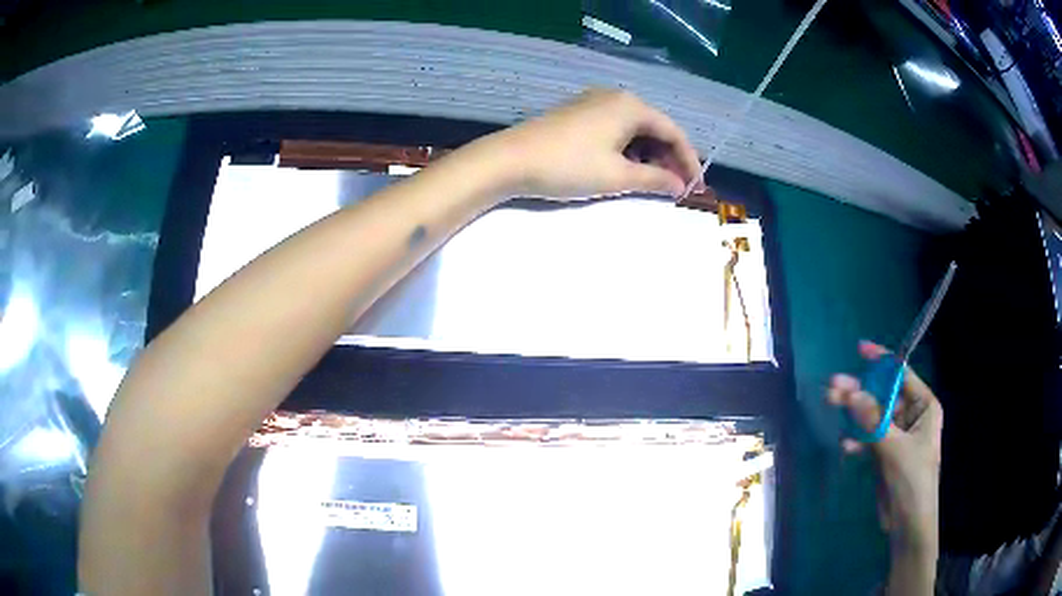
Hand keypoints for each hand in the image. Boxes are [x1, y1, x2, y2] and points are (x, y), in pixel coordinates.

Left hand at [484, 89, 702, 199]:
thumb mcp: (617, 176)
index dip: (688, 161)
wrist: (509, 160)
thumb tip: (680, 186)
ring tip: (653, 183)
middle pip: (655, 128)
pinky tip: (626, 168)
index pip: (673, 132)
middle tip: (675, 188)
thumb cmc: (568, 165)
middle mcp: (615, 97)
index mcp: (631, 106)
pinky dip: (627, 149)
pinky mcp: (578, 113)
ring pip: (634, 129)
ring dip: (648, 155)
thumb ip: (654, 179)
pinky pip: (615, 129)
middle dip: (669, 159)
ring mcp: (594, 103)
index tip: (696, 189)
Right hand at [827, 341, 942, 554]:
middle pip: (882, 395)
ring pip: (872, 416)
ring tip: (831, 404)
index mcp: (924, 406)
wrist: (907, 523)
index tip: (860, 350)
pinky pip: (868, 438)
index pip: (902, 375)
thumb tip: (852, 393)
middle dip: (860, 390)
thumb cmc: (912, 480)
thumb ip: (873, 421)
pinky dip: (857, 440)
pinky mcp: (884, 453)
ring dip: (853, 413)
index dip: (882, 362)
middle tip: (833, 385)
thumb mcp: (895, 448)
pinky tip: (846, 446)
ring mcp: (896, 435)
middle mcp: (911, 415)